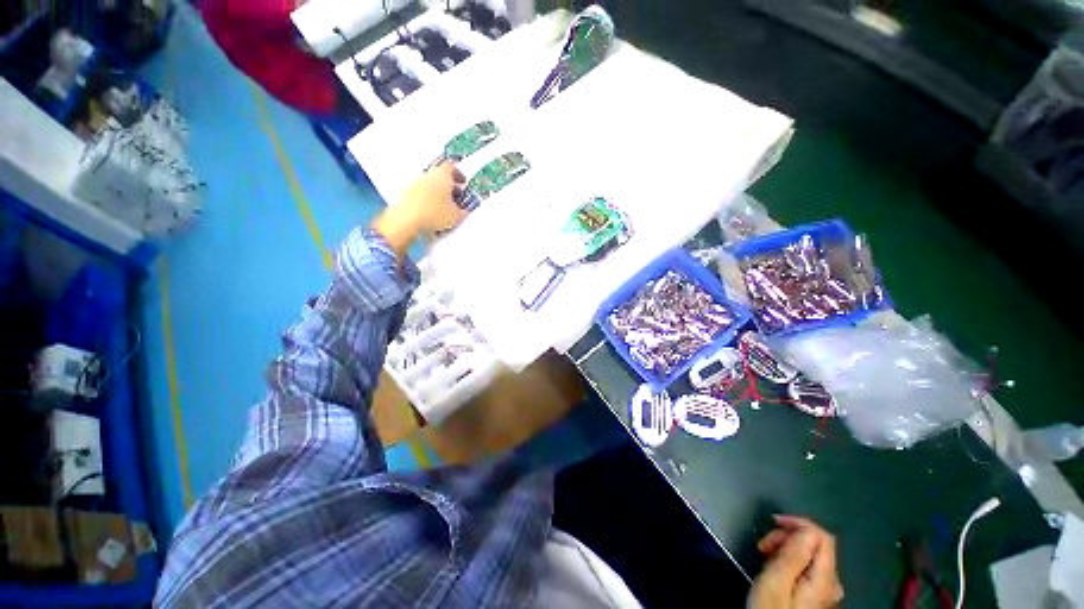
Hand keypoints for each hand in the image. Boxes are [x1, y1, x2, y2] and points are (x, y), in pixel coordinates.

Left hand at [373, 162, 467, 256]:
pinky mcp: (406, 194)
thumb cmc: (433, 213)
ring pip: (430, 185)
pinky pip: (421, 194)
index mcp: (442, 175)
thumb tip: (465, 210)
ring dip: (438, 193)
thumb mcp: (456, 215)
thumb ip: (463, 211)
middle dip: (449, 186)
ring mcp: (415, 183)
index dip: (459, 174)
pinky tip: (432, 213)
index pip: (452, 167)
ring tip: (445, 208)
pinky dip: (428, 200)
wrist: (406, 220)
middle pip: (440, 176)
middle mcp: (428, 175)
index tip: (463, 182)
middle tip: (456, 197)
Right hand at [747, 515, 843, 608]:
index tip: (772, 523)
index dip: (799, 523)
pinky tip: (775, 570)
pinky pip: (808, 569)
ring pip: (811, 556)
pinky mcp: (816, 599)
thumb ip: (794, 555)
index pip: (823, 536)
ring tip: (765, 557)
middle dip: (788, 537)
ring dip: (787, 548)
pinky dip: (790, 561)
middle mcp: (831, 584)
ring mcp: (825, 593)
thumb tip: (805, 528)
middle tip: (763, 547)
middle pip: (817, 545)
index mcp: (823, 579)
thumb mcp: (776, 583)